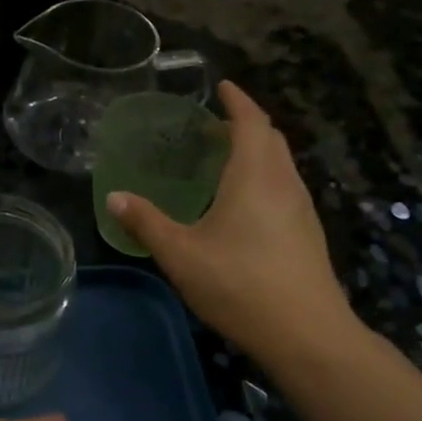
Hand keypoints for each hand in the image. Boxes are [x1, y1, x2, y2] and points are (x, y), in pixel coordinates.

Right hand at [107, 81, 356, 361]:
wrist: (307, 335)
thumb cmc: (240, 285)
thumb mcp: (181, 254)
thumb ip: (146, 223)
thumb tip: (113, 197)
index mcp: (255, 176)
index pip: (251, 121)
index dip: (237, 100)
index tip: (222, 86)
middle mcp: (284, 183)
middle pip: (270, 138)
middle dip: (245, 123)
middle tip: (213, 124)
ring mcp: (301, 209)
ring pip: (281, 164)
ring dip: (256, 150)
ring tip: (225, 159)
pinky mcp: (307, 233)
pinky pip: (284, 186)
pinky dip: (264, 176)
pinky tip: (243, 203)